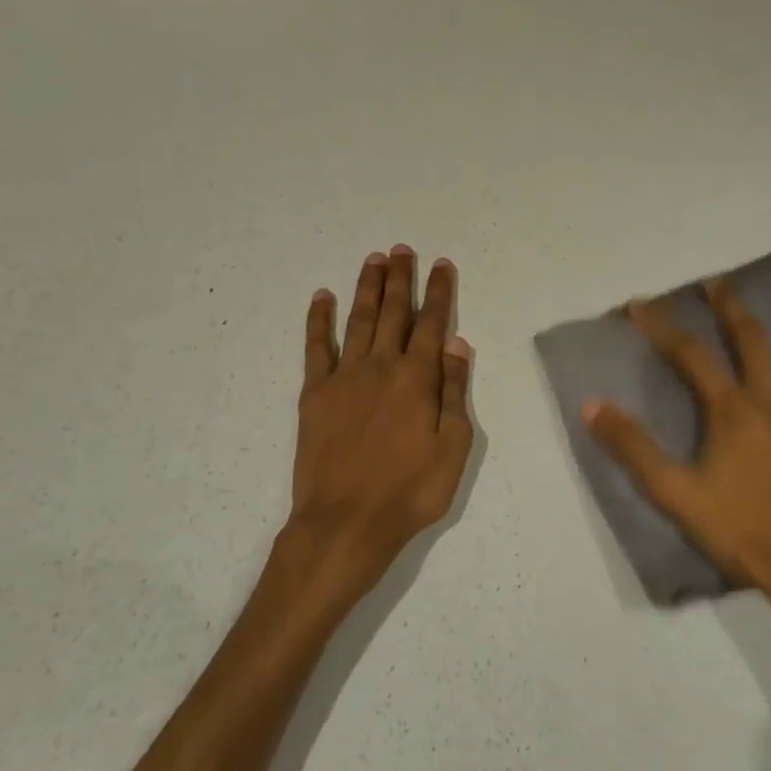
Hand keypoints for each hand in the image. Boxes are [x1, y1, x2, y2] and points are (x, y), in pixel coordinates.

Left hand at [268, 247, 474, 619]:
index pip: (432, 323)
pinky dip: (318, 319)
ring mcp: (344, 376)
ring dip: (367, 287)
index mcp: (418, 378)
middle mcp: (381, 366)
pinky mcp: (314, 392)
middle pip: (393, 312)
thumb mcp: (453, 447)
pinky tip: (322, 296)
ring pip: (359, 320)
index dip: (438, 292)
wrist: (345, 521)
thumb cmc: (409, 491)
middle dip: (400, 278)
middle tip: (402, 249)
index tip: (441, 265)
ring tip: (374, 259)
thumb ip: (454, 391)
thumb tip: (456, 343)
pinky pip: (316, 346)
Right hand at [584, 278, 770, 660]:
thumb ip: (632, 447)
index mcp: (733, 411)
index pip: (690, 356)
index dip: (662, 327)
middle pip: (751, 342)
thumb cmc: (743, 532)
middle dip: (730, 308)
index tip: (640, 303)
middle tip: (718, 282)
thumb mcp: (675, 493)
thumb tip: (592, 404)